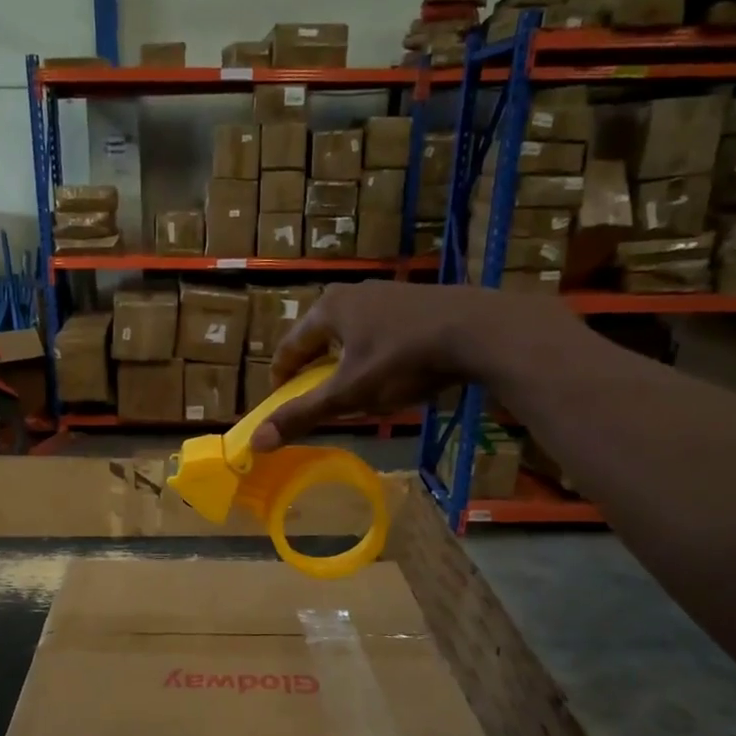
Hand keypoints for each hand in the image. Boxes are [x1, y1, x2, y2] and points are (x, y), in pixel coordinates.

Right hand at [253, 284, 497, 450]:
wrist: (479, 331)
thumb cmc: (403, 360)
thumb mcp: (349, 394)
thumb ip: (303, 415)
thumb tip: (256, 442)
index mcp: (327, 309)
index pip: (288, 347)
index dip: (281, 379)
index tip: (281, 405)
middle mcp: (353, 293)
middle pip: (319, 340)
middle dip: (315, 372)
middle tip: (318, 401)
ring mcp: (388, 295)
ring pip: (352, 336)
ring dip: (346, 365)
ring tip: (355, 392)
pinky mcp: (417, 302)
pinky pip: (381, 334)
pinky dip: (375, 356)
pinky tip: (393, 375)